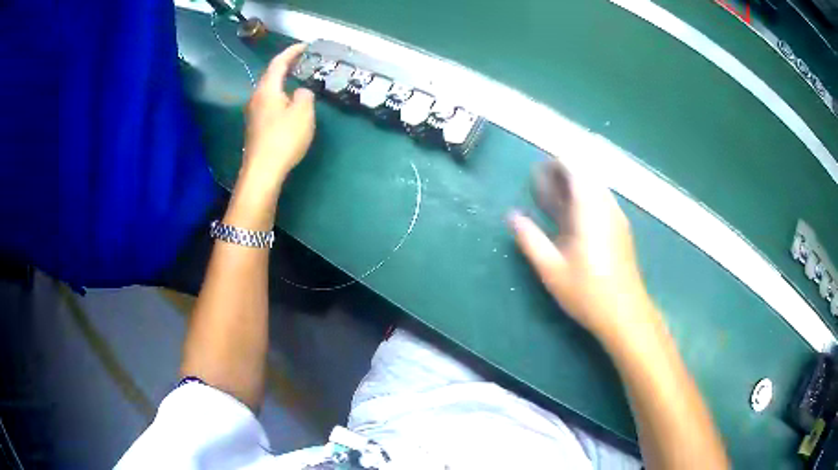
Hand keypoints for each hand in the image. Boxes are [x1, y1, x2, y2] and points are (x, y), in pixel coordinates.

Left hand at [225, 43, 314, 230]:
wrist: (262, 171)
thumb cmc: (283, 138)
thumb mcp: (303, 113)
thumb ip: (304, 96)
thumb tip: (300, 92)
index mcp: (267, 90)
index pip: (278, 63)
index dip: (291, 52)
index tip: (305, 45)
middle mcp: (256, 98)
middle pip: (270, 76)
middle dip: (286, 66)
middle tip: (302, 61)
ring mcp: (253, 114)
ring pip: (269, 91)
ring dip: (283, 83)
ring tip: (297, 80)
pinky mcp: (255, 127)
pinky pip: (269, 104)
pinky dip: (280, 97)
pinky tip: (289, 104)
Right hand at [510, 159, 655, 344]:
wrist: (625, 314)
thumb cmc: (587, 293)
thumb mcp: (552, 269)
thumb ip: (531, 239)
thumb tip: (512, 216)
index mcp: (590, 210)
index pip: (575, 170)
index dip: (555, 164)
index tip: (536, 169)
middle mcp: (606, 207)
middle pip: (586, 176)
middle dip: (562, 175)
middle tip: (538, 184)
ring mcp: (616, 218)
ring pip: (594, 190)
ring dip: (572, 188)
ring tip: (550, 199)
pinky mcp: (620, 230)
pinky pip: (600, 203)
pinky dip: (583, 201)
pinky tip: (570, 219)